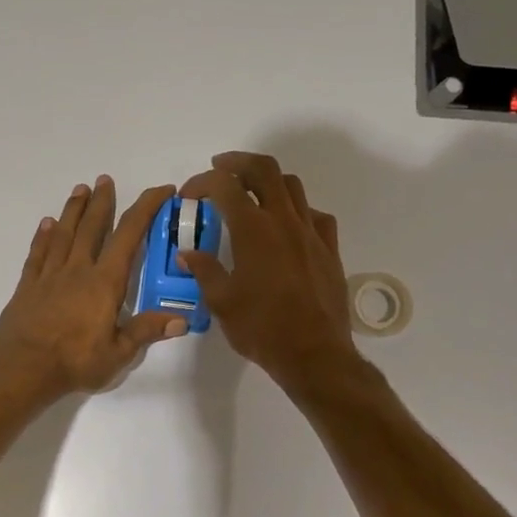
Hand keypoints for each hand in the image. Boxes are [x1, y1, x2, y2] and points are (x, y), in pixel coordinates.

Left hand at [0, 176, 188, 398]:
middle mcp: (77, 270)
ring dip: (73, 210)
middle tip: (105, 179)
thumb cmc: (75, 362)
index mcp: (104, 282)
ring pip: (63, 234)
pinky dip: (43, 237)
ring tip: (80, 189)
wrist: (22, 369)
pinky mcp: (28, 286)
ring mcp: (49, 276)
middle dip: (102, 201)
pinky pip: (37, 254)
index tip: (162, 191)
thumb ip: (147, 331)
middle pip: (92, 227)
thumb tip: (182, 319)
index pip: (129, 235)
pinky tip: (46, 224)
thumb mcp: (118, 353)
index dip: (147, 208)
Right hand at [176, 152, 356, 391]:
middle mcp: (284, 221)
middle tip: (220, 169)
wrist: (314, 354)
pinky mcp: (329, 249)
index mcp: (253, 230)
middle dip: (238, 162)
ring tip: (252, 193)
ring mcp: (311, 233)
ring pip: (292, 186)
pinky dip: (296, 210)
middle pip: (264, 169)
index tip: (188, 196)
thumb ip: (204, 271)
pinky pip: (315, 215)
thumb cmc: (261, 328)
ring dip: (268, 181)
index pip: (224, 186)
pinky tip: (287, 226)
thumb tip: (187, 254)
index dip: (201, 183)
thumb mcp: (221, 302)